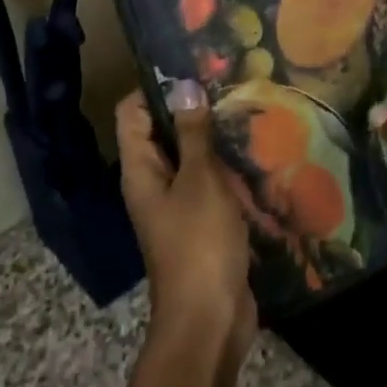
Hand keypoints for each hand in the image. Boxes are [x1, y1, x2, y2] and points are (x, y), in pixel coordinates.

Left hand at [117, 82, 256, 349]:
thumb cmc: (199, 244)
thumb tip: (183, 86)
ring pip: (189, 158)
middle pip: (161, 132)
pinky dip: (224, 168)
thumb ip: (193, 134)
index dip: (154, 87)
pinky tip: (255, 153)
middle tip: (229, 83)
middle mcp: (152, 182)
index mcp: (139, 170)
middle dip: (190, 109)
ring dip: (211, 138)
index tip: (192, 67)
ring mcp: (176, 204)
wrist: (209, 319)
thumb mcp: (200, 182)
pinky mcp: (201, 223)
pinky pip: (208, 184)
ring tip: (247, 109)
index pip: (132, 113)